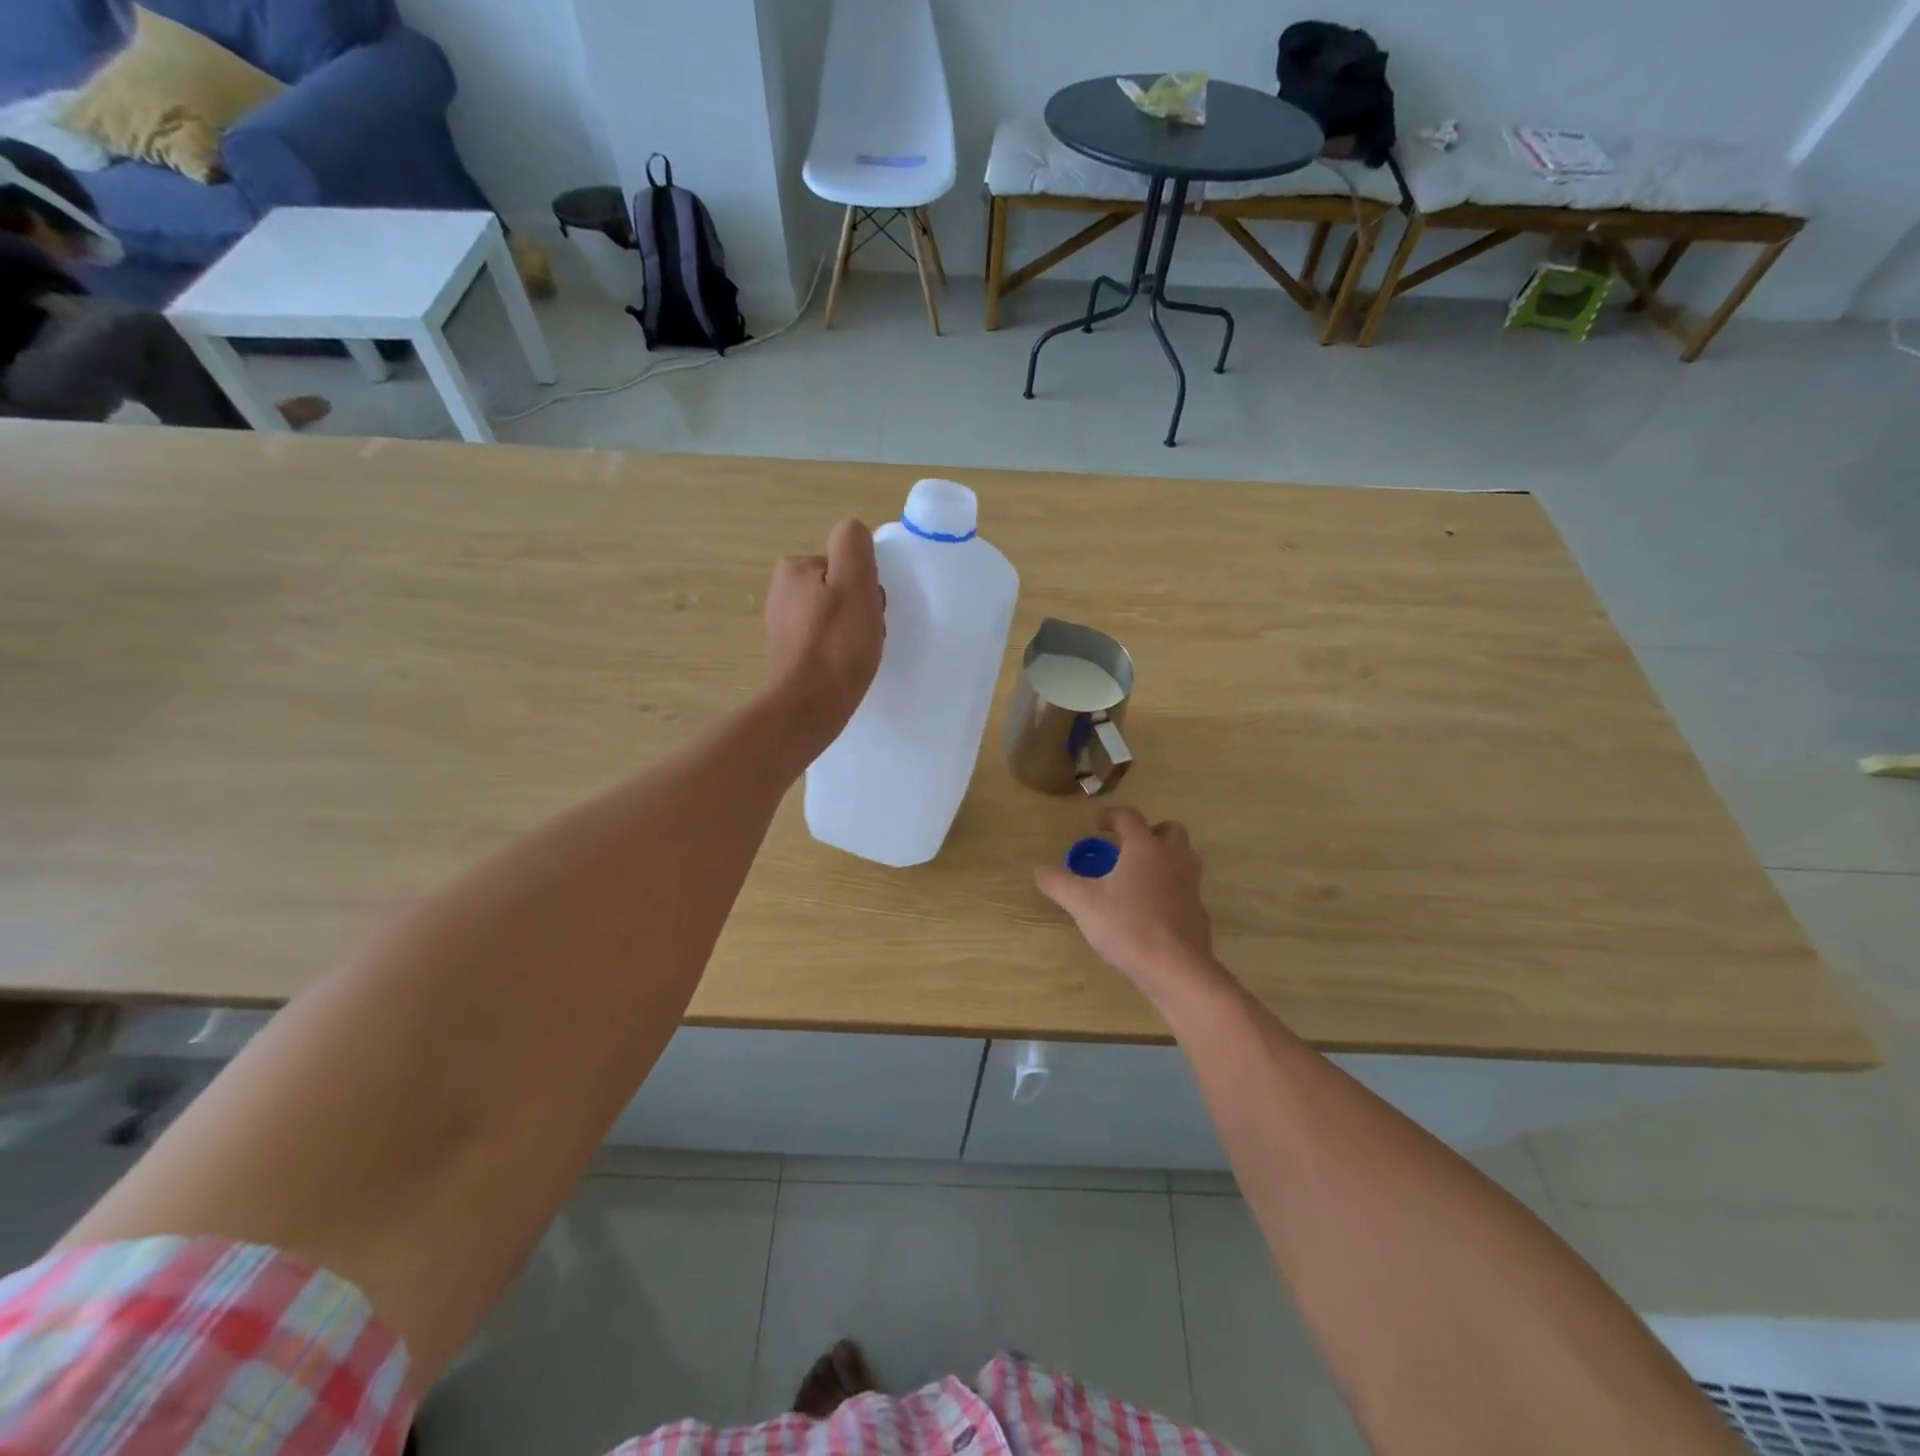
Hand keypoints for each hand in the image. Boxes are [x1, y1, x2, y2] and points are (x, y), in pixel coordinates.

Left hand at [764, 519, 885, 748]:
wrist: (808, 707)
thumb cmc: (836, 645)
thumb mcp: (854, 582)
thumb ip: (853, 545)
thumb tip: (852, 533)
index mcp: (794, 569)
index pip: (845, 563)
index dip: (865, 585)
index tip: (870, 609)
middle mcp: (780, 592)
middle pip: (839, 589)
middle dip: (858, 608)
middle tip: (867, 634)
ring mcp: (781, 626)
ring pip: (833, 616)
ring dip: (851, 631)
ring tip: (858, 654)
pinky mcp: (788, 656)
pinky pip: (824, 642)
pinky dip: (838, 651)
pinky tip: (844, 668)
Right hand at [1035, 808, 1218, 1001]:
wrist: (1176, 968)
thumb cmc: (1128, 926)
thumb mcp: (1082, 903)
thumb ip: (1058, 883)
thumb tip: (1040, 870)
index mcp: (1145, 848)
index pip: (1130, 817)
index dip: (1111, 816)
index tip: (1097, 826)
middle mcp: (1173, 859)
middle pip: (1170, 830)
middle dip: (1149, 833)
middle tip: (1126, 849)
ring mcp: (1191, 885)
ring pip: (1183, 858)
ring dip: (1163, 859)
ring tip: (1137, 878)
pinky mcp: (1198, 912)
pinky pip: (1184, 889)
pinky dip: (1170, 890)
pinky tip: (1150, 911)